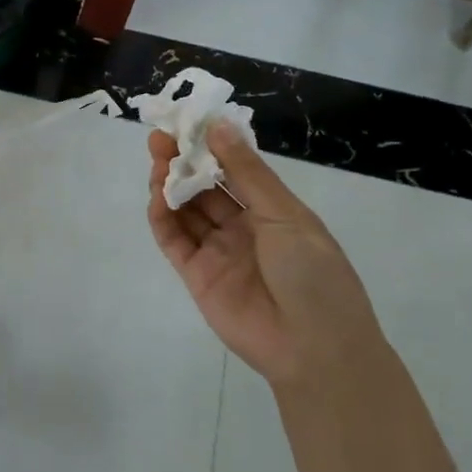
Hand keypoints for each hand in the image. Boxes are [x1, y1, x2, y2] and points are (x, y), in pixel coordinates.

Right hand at [148, 124, 378, 387]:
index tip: (188, 121)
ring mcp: (218, 251)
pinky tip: (156, 197)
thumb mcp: (286, 215)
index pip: (234, 169)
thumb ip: (247, 173)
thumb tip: (218, 125)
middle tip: (160, 138)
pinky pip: (174, 241)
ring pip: (186, 210)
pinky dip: (162, 218)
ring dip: (170, 184)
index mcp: (271, 210)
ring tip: (157, 161)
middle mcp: (242, 227)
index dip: (210, 146)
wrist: (315, 350)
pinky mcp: (196, 276)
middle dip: (183, 161)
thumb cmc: (313, 274)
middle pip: (205, 187)